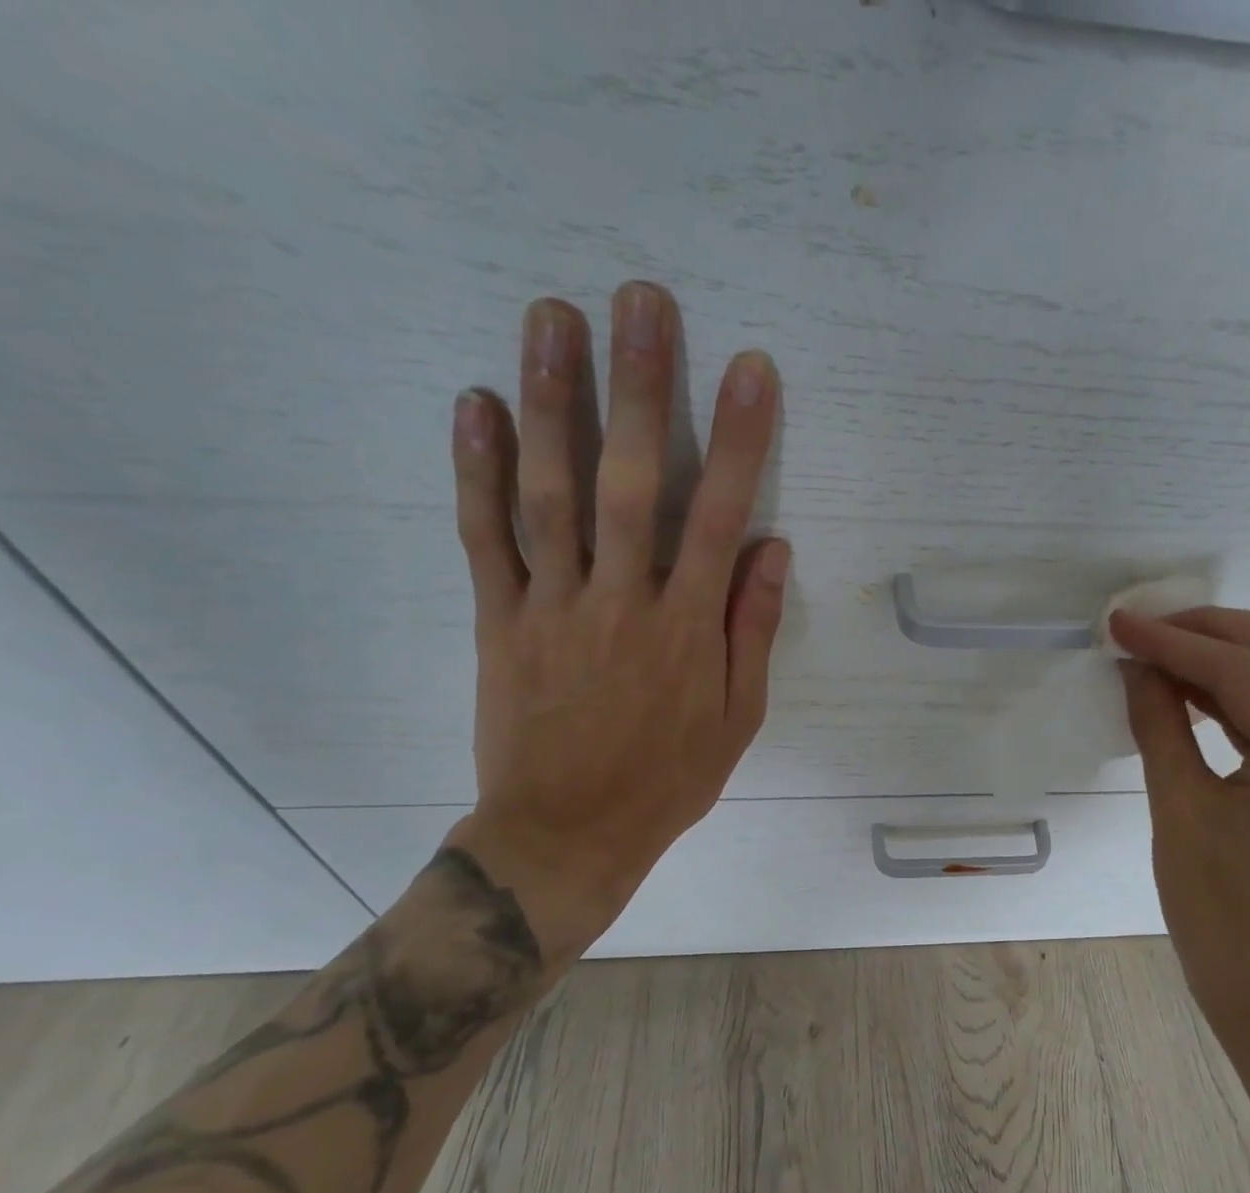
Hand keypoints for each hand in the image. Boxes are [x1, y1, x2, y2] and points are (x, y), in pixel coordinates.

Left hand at [443, 286, 789, 963]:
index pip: (719, 517)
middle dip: (641, 388)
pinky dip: (477, 471)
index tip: (751, 370)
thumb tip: (772, 549)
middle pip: (631, 483)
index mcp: (688, 629)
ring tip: (552, 318)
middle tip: (641, 302)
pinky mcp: (500, 620)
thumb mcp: (737, 720)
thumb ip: (752, 631)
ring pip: (551, 493)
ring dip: (554, 402)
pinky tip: (476, 404)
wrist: (567, 833)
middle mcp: (622, 602)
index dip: (739, 440)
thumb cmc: (667, 779)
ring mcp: (554, 606)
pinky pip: (486, 539)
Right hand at [1110, 609, 1249, 1061]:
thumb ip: (1159, 724)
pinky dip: (1244, 692)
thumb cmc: (1221, 912)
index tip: (1119, 624)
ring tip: (1162, 655)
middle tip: (1149, 631)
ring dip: (1230, 655)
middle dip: (1215, 629)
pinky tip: (1193, 694)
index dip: (1174, 641)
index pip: (1242, 670)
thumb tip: (1136, 665)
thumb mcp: (1179, 810)